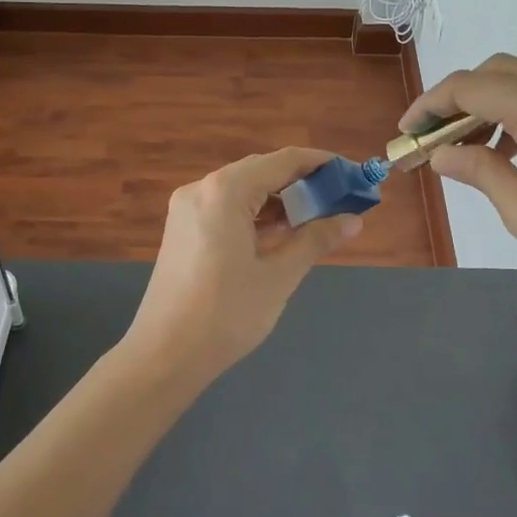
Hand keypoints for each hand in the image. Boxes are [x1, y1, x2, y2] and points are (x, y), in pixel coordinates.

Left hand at [124, 148, 363, 385]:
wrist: (163, 355)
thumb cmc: (226, 314)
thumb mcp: (278, 276)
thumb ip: (315, 240)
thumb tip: (353, 220)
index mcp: (225, 190)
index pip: (283, 161)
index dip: (321, 164)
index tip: (352, 174)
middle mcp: (202, 188)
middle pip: (261, 171)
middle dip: (302, 182)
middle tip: (340, 198)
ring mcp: (187, 208)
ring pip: (243, 190)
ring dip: (279, 200)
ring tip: (317, 217)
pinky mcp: (182, 229)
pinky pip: (226, 208)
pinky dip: (255, 215)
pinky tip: (281, 232)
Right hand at [402, 55, 516, 315]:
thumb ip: (479, 171)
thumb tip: (441, 154)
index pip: (471, 87)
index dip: (431, 105)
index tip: (407, 133)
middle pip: (496, 72)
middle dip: (456, 98)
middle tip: (433, 138)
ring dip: (486, 103)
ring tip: (465, 148)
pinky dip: (516, 111)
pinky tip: (506, 151)